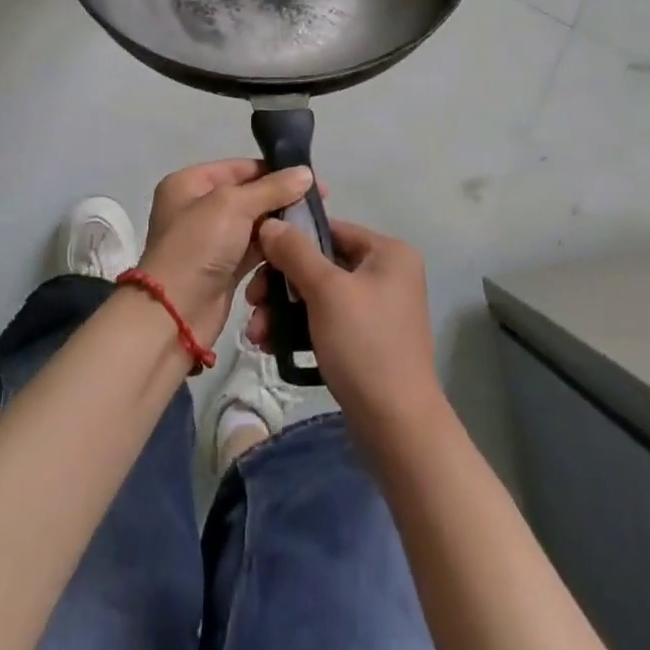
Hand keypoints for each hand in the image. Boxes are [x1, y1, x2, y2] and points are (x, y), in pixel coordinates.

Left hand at [137, 159, 316, 343]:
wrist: (174, 315)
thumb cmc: (198, 246)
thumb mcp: (233, 206)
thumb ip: (272, 188)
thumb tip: (306, 172)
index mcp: (189, 183)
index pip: (240, 168)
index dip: (275, 171)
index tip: (312, 180)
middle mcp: (198, 208)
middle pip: (249, 196)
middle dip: (281, 200)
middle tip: (318, 206)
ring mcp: (210, 240)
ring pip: (254, 225)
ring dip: (279, 227)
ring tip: (313, 228)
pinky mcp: (223, 268)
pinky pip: (253, 251)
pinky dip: (272, 250)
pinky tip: (297, 250)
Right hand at [248, 218, 443, 425]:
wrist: (397, 427)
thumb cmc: (364, 345)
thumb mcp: (325, 291)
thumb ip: (295, 252)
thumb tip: (270, 222)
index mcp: (388, 252)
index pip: (330, 230)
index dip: (291, 240)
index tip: (256, 259)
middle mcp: (387, 274)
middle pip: (321, 264)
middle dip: (281, 285)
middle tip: (252, 302)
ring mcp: (378, 309)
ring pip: (319, 295)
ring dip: (284, 310)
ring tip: (256, 334)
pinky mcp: (367, 340)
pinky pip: (326, 321)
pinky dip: (300, 329)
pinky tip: (272, 346)